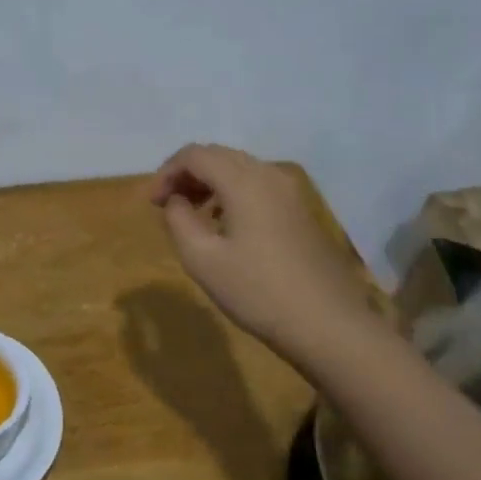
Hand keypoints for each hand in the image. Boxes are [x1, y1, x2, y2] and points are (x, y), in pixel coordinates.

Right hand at [148, 144, 374, 356]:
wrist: (328, 324)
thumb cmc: (258, 291)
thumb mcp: (202, 259)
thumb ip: (178, 220)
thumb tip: (175, 201)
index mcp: (244, 181)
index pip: (195, 155)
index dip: (166, 172)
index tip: (152, 203)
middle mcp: (269, 175)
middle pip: (218, 156)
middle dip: (186, 174)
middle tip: (166, 205)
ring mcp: (290, 192)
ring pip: (239, 169)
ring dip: (209, 182)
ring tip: (190, 213)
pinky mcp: (300, 210)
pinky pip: (257, 185)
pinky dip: (231, 192)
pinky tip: (223, 223)